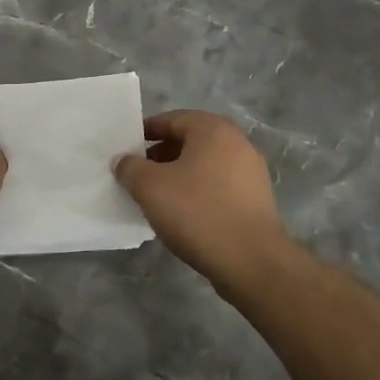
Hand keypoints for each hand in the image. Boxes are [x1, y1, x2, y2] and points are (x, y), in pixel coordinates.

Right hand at [114, 110, 289, 291]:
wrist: (251, 261)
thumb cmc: (197, 213)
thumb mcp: (150, 187)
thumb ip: (130, 168)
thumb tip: (123, 160)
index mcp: (212, 129)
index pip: (171, 119)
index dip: (144, 133)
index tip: (125, 151)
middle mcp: (237, 142)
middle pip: (189, 141)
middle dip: (160, 155)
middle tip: (137, 175)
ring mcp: (251, 171)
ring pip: (204, 165)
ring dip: (178, 175)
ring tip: (156, 197)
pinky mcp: (256, 199)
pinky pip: (218, 185)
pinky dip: (197, 192)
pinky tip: (183, 214)